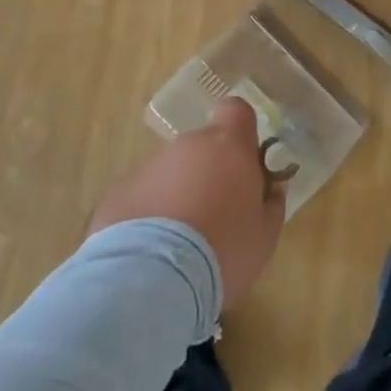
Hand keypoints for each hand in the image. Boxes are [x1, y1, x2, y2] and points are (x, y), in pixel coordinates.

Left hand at [89, 99, 287, 306]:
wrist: (151, 280)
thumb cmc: (223, 251)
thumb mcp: (265, 236)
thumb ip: (271, 205)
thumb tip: (272, 188)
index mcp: (229, 147)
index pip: (236, 110)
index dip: (241, 130)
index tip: (245, 160)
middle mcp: (187, 146)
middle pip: (203, 147)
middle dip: (210, 173)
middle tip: (216, 215)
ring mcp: (148, 168)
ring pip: (171, 173)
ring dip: (178, 195)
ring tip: (180, 244)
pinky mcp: (117, 194)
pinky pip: (142, 198)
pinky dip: (148, 217)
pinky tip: (151, 254)